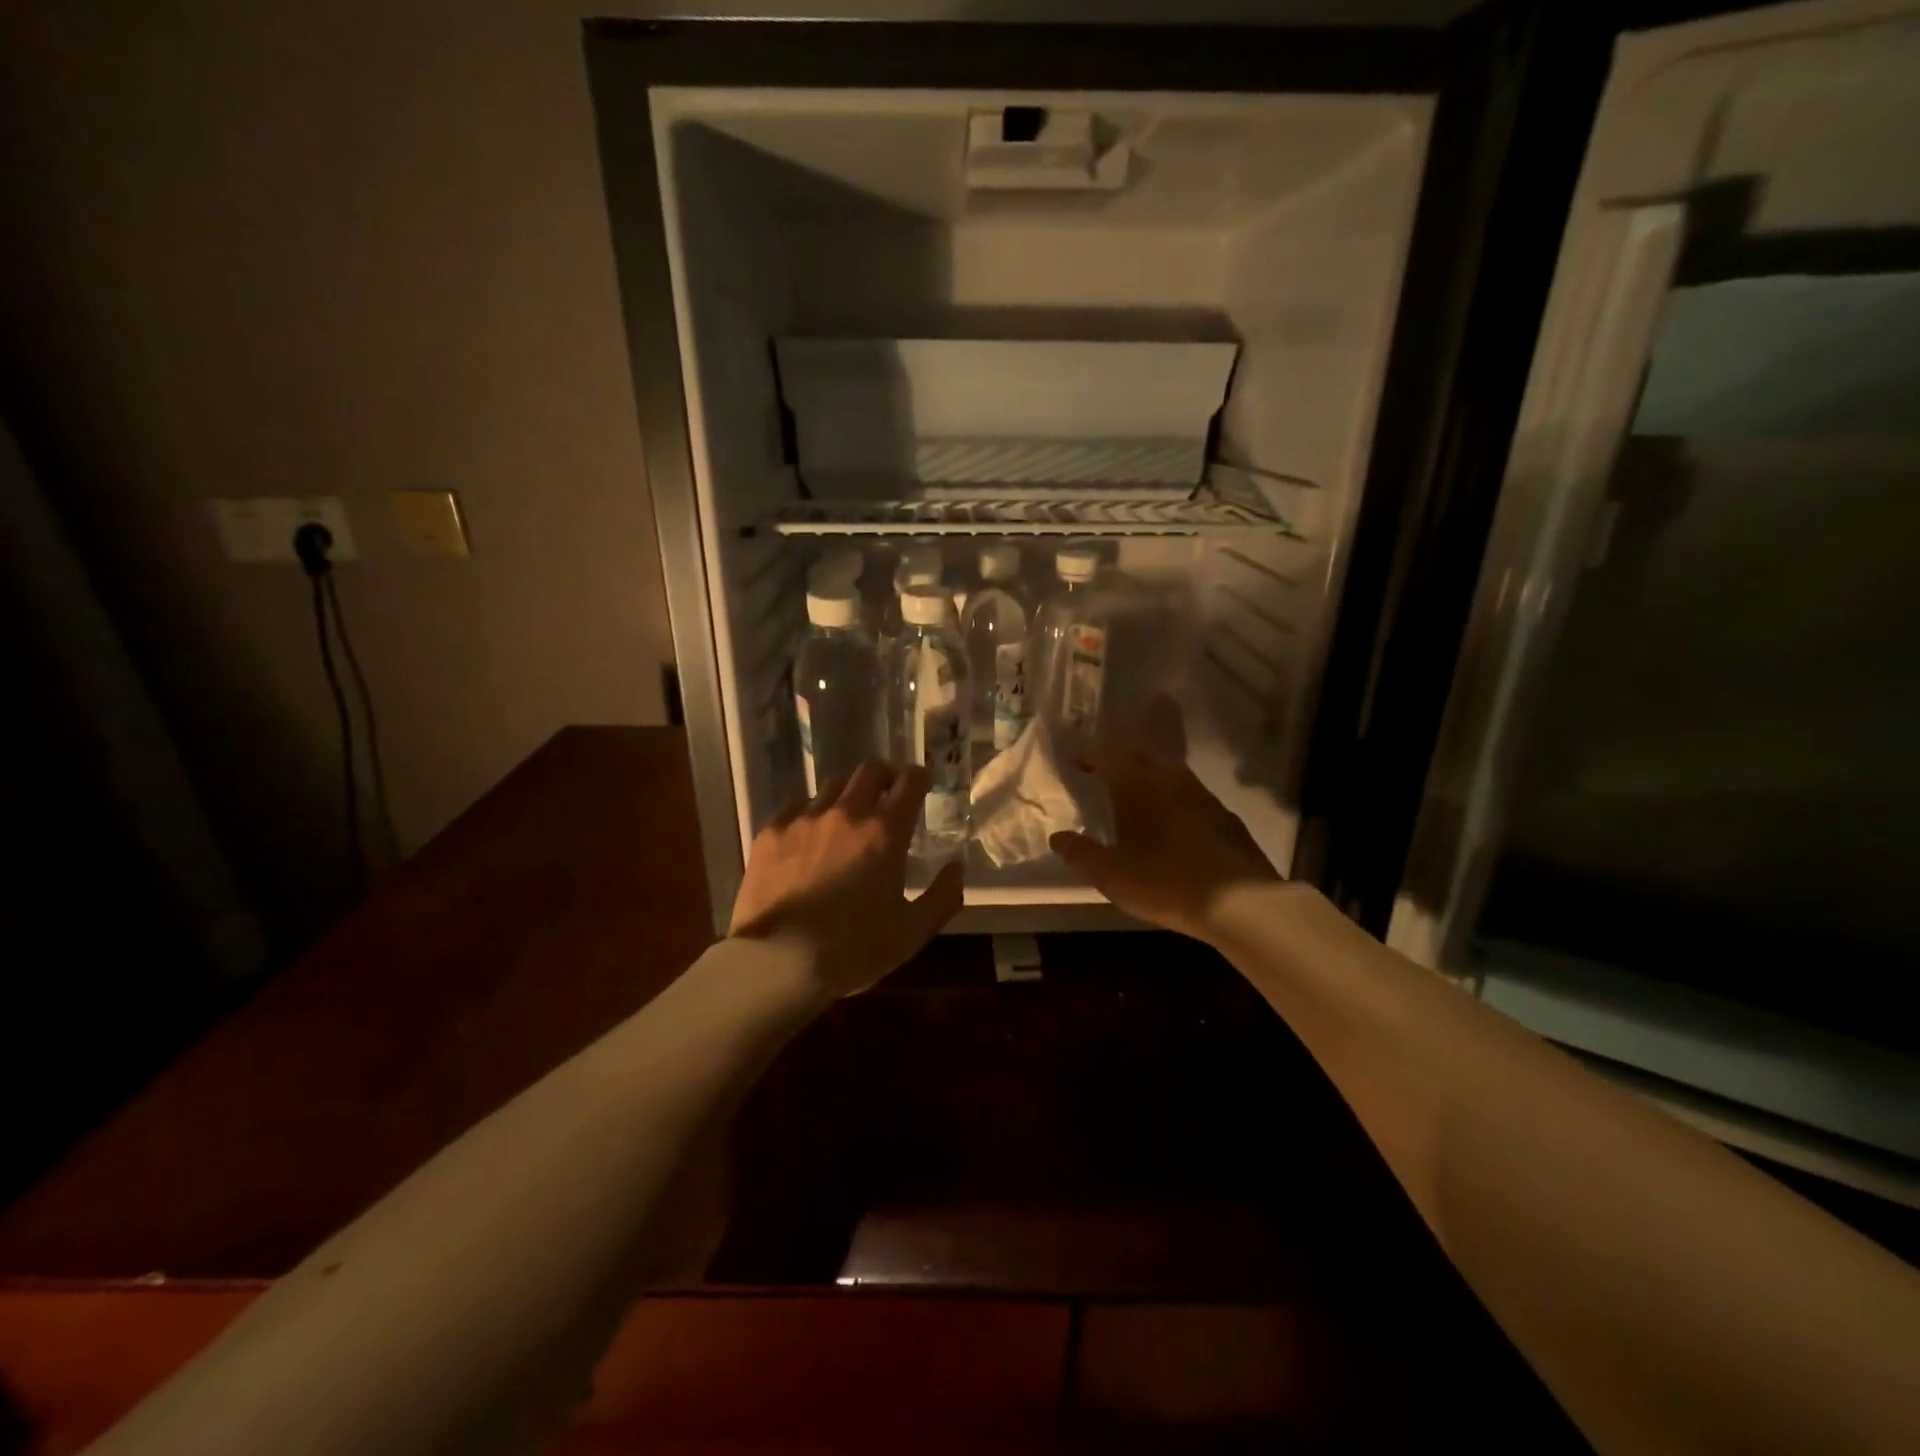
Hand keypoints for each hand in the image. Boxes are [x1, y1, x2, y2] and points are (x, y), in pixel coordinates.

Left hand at [729, 760, 964, 996]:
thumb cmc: (852, 950)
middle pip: (869, 770)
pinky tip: (810, 833)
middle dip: (886, 775)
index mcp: (884, 833)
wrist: (777, 962)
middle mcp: (846, 814)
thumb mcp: (911, 933)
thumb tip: (956, 869)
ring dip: (849, 792)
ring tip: (849, 813)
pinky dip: (811, 811)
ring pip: (832, 784)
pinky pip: (796, 805)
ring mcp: (804, 819)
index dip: (920, 776)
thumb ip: (942, 897)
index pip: (909, 782)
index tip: (923, 781)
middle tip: (890, 792)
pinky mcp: (770, 832)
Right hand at [1050, 742, 1280, 940]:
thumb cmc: (1163, 881)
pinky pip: (1193, 795)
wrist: (1239, 901)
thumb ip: (1080, 853)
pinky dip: (1176, 798)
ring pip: (1170, 772)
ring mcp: (1202, 795)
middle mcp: (1169, 779)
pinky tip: (1176, 822)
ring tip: (1139, 796)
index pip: (1108, 754)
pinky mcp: (1226, 816)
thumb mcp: (1111, 874)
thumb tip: (1057, 838)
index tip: (1079, 764)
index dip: (1091, 755)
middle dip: (1121, 759)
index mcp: (1136, 786)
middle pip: (1141, 754)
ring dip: (1151, 776)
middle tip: (1106, 775)